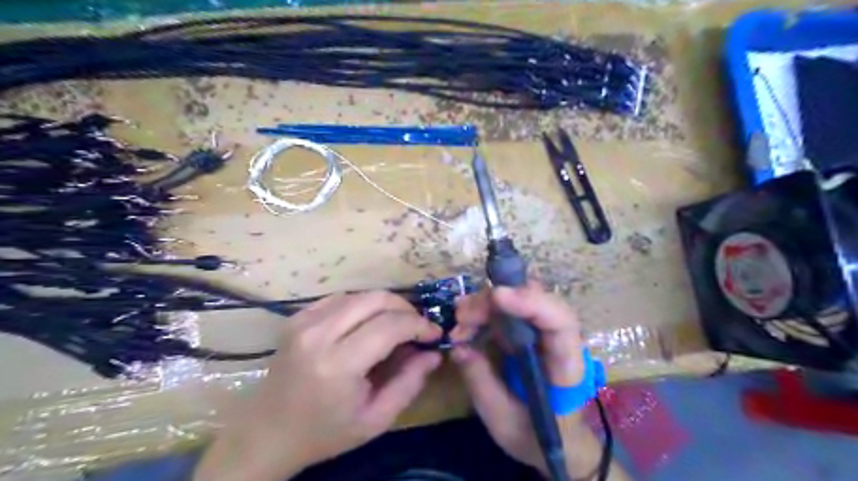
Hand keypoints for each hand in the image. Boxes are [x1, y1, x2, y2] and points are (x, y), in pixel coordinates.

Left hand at [195, 292, 441, 479]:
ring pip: (360, 294)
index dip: (419, 324)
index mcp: (338, 364)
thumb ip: (409, 383)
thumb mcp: (375, 420)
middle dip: (406, 308)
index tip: (434, 334)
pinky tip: (368, 323)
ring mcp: (304, 321)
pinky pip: (340, 298)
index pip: (390, 326)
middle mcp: (319, 334)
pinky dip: (362, 305)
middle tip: (418, 327)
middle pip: (376, 299)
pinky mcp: (297, 317)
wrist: (266, 434)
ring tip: (397, 325)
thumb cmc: (324, 433)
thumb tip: (434, 353)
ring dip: (385, 305)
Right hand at [450, 280, 582, 475]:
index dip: (532, 303)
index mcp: (566, 368)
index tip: (497, 296)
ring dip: (487, 304)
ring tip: (459, 320)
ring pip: (521, 300)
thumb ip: (482, 383)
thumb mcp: (503, 420)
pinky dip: (485, 312)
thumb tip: (458, 347)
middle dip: (497, 302)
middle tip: (462, 315)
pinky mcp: (528, 333)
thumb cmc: (537, 437)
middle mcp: (559, 341)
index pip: (560, 323)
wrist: (556, 441)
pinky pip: (509, 311)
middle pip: (537, 302)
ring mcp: (543, 333)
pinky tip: (465, 323)